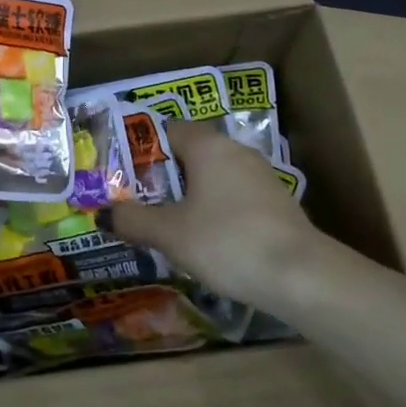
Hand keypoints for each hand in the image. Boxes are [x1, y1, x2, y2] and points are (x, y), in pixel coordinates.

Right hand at [109, 121, 329, 306]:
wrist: (300, 276)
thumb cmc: (225, 241)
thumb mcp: (169, 233)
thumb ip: (133, 220)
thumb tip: (105, 213)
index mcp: (208, 146)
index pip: (171, 130)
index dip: (146, 148)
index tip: (127, 174)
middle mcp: (237, 151)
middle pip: (194, 153)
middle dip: (168, 175)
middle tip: (142, 200)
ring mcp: (262, 177)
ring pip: (216, 177)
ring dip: (194, 195)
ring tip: (170, 224)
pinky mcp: (279, 203)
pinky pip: (236, 197)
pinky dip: (219, 211)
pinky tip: (209, 240)